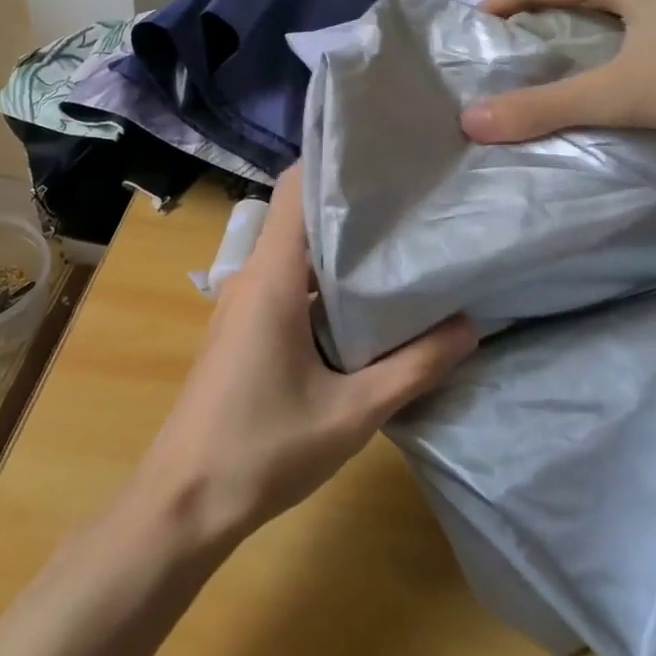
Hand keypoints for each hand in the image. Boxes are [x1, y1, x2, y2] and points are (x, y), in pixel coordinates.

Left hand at [130, 164, 477, 548]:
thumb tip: (470, 326)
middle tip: (409, 197)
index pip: (293, 189)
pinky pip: (285, 283)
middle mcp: (251, 277)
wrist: (184, 501)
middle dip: (349, 203)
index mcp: (270, 277)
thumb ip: (413, 367)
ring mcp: (243, 303)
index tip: (381, 153)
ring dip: (338, 247)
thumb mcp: (351, 413)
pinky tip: (364, 301)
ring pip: (293, 253)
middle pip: (298, 216)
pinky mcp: (243, 328)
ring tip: (398, 241)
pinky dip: (322, 281)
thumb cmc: (263, 449)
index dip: (332, 161)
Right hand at [460, 0, 655, 144]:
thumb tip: (470, 121)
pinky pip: (641, 34)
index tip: (467, 32)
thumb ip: (544, 108)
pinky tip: (612, 86)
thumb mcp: (620, 92)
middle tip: (499, 59)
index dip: (496, 2)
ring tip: (545, 77)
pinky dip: (612, 54)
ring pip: (609, 14)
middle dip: (530, 21)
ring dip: (573, 39)